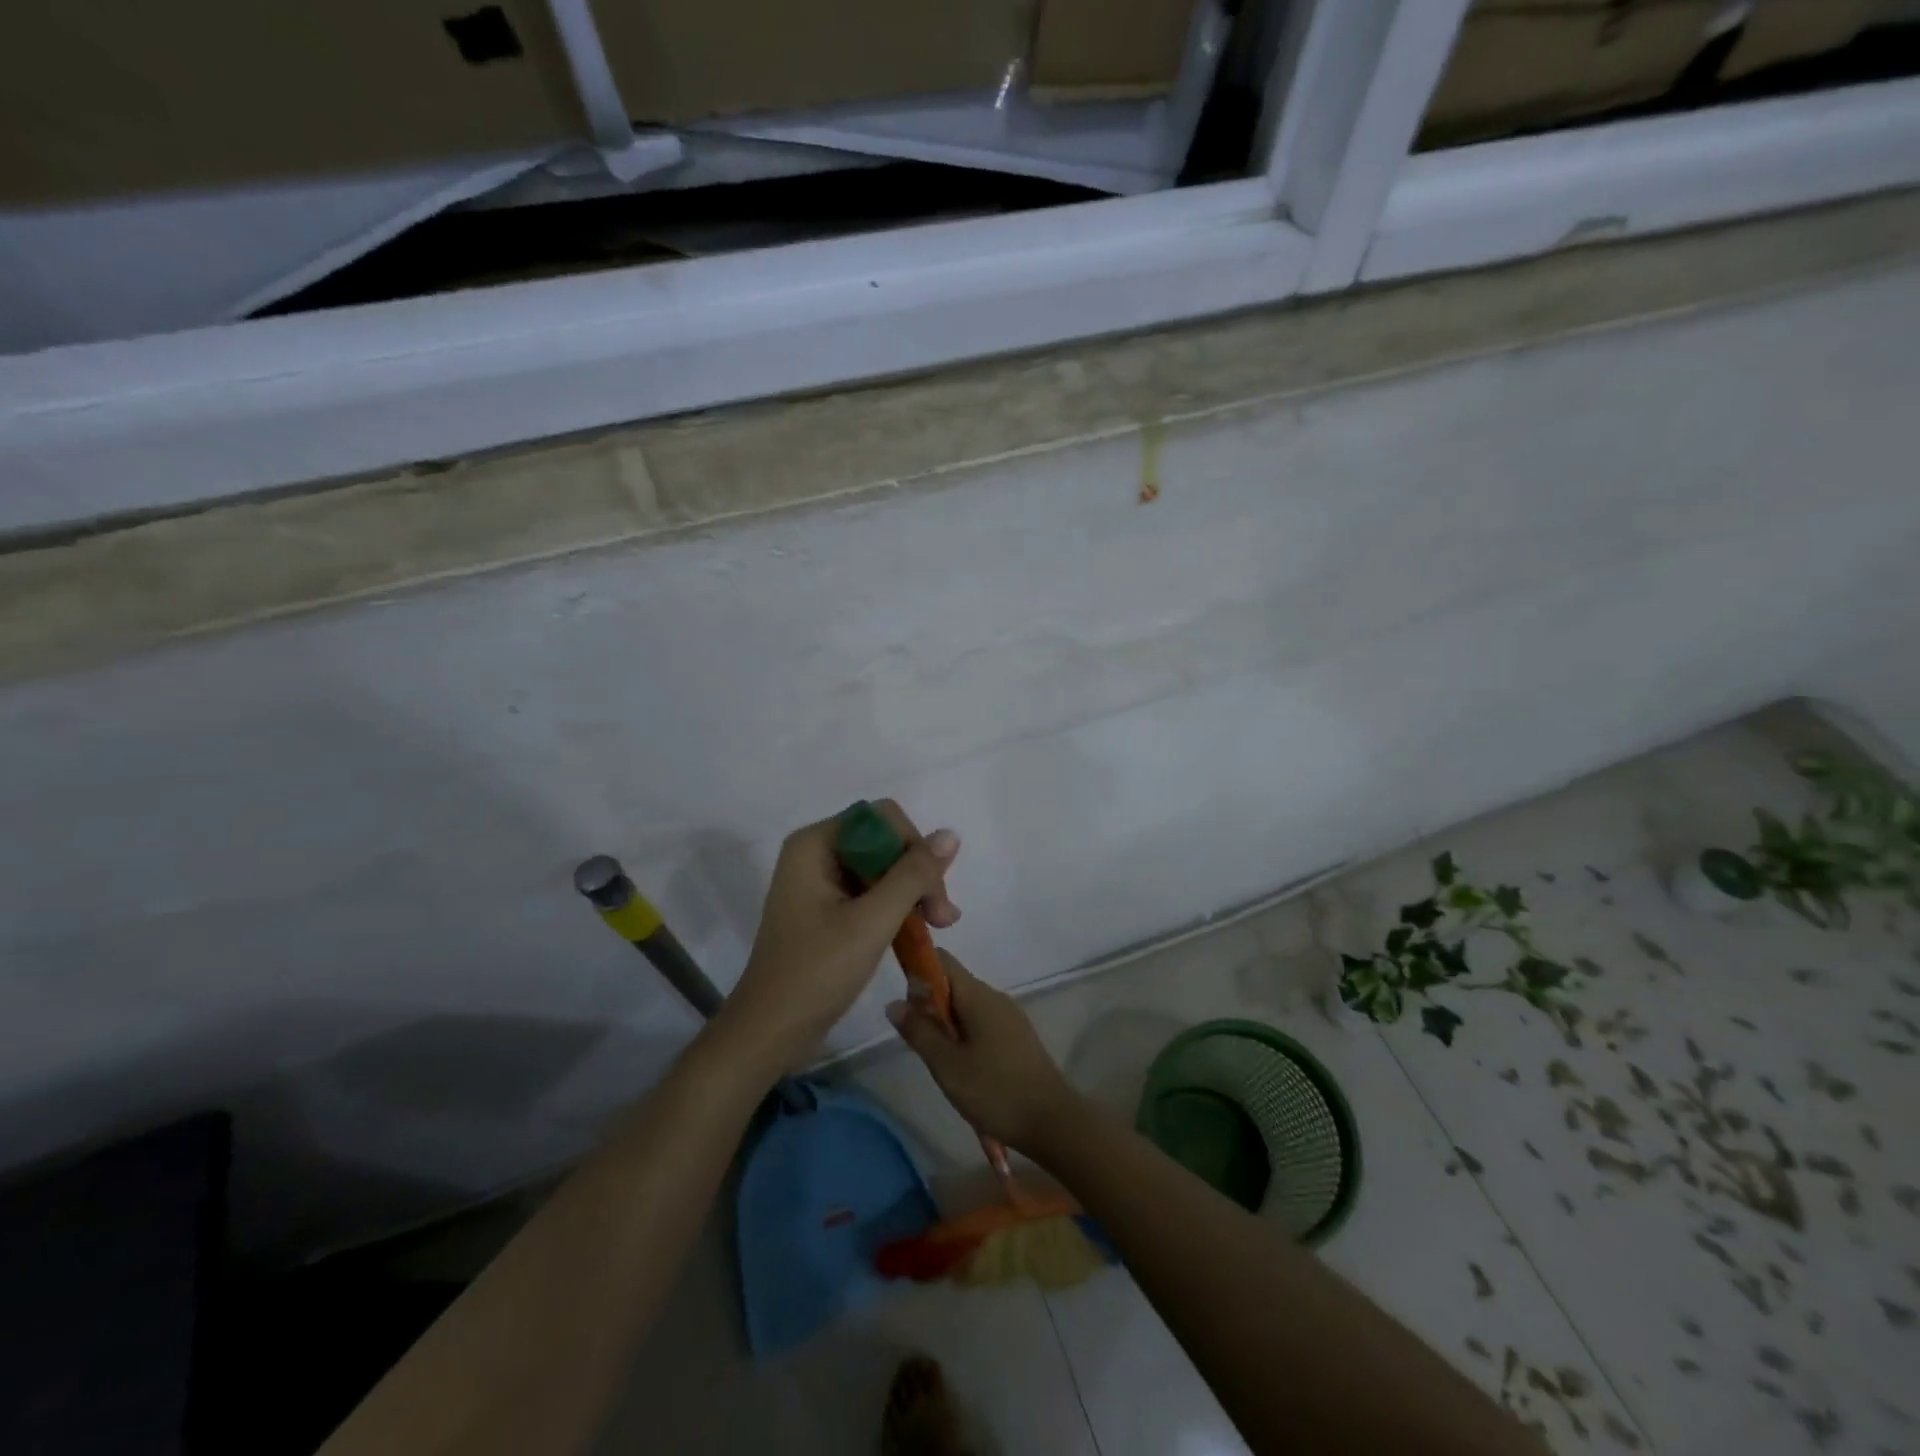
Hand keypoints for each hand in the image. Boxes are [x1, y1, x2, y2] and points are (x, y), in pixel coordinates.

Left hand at [723, 802, 959, 1068]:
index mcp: (815, 844)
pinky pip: (870, 890)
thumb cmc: (816, 973)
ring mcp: (819, 880)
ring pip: (882, 867)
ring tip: (938, 927)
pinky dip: (896, 907)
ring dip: (913, 892)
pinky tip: (919, 930)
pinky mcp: (826, 907)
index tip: (934, 894)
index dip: (915, 848)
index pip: (883, 819)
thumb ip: (913, 875)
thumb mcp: (872, 922)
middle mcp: (816, 852)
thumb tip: (950, 835)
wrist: (770, 1031)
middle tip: (943, 919)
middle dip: (918, 874)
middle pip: (884, 841)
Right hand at [886, 951, 1081, 1155]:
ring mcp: (1010, 1016)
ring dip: (948, 1026)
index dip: (918, 971)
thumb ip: (919, 1031)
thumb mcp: (947, 1065)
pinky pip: (983, 1024)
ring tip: (942, 1062)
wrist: (1052, 1122)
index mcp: (977, 995)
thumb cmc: (995, 1091)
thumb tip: (894, 1002)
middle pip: (953, 985)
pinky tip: (965, 1070)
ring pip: (967, 1007)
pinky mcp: (1018, 1036)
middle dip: (930, 1006)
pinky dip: (966, 1037)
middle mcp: (994, 997)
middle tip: (921, 1043)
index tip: (906, 1003)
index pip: (942, 961)